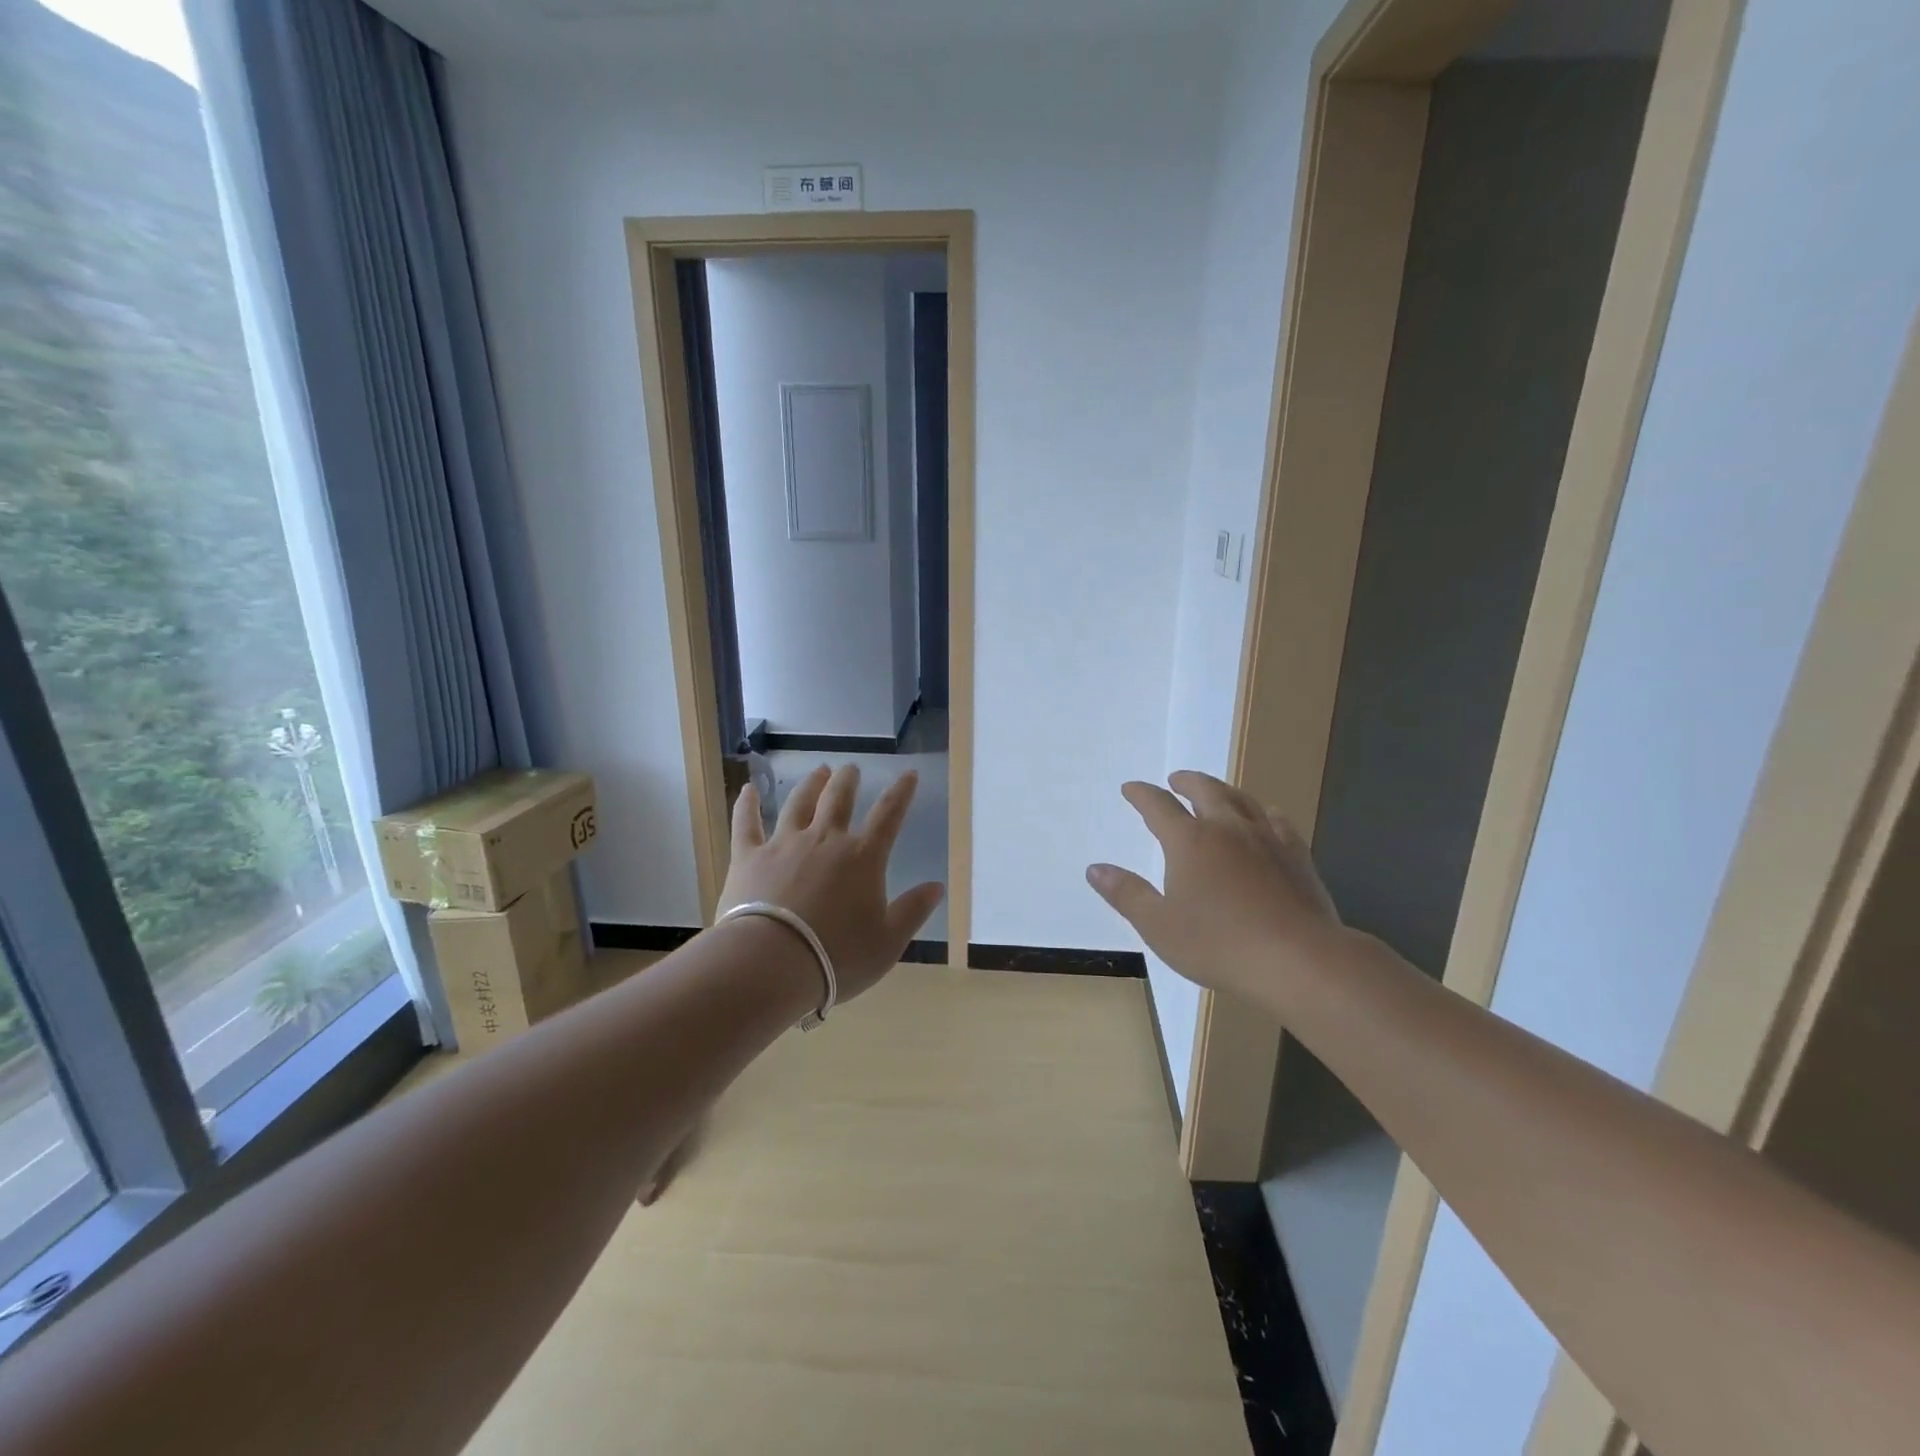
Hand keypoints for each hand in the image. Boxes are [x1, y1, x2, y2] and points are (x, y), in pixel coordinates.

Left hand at [718, 763, 944, 1002]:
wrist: (771, 963)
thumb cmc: (837, 957)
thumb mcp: (888, 942)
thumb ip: (913, 911)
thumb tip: (937, 886)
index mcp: (863, 857)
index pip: (889, 815)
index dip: (901, 792)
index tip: (909, 774)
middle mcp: (825, 840)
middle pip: (839, 799)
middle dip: (848, 780)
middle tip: (851, 768)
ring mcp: (784, 844)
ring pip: (799, 803)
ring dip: (811, 784)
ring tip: (818, 771)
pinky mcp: (749, 857)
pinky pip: (747, 823)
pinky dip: (747, 804)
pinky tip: (748, 789)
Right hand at [1086, 770, 1348, 1009]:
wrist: (1298, 959)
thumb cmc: (1219, 944)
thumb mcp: (1159, 926)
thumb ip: (1126, 894)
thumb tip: (1094, 868)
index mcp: (1189, 841)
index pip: (1158, 806)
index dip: (1141, 794)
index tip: (1131, 788)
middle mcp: (1226, 828)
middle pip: (1204, 790)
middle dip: (1186, 781)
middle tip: (1175, 780)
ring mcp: (1266, 838)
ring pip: (1241, 799)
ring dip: (1222, 790)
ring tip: (1215, 791)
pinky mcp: (1296, 855)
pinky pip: (1277, 820)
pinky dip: (1263, 811)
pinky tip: (1265, 817)